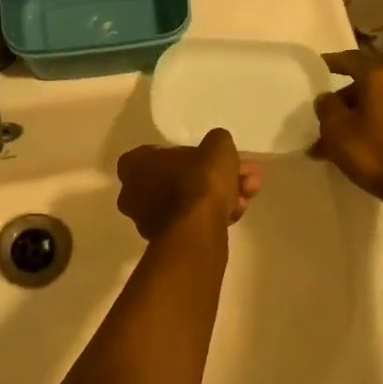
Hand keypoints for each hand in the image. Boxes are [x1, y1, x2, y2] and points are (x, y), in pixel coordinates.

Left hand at [115, 129, 262, 240]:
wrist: (198, 231)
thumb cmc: (199, 181)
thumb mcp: (217, 147)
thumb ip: (216, 142)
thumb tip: (217, 148)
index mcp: (134, 165)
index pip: (161, 152)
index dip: (193, 153)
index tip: (215, 157)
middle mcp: (133, 193)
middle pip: (181, 178)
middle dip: (216, 176)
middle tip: (244, 175)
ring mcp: (148, 220)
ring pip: (189, 201)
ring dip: (219, 196)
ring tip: (249, 194)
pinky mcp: (167, 242)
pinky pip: (191, 221)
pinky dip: (212, 215)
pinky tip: (237, 213)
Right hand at [311, 51, 382, 204]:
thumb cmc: (374, 152)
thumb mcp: (337, 129)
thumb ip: (327, 107)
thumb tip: (326, 98)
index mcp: (381, 76)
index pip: (351, 59)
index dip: (331, 62)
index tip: (316, 66)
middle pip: (364, 83)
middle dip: (341, 99)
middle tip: (321, 116)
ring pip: (375, 104)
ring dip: (353, 117)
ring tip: (330, 142)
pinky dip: (369, 126)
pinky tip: (353, 148)